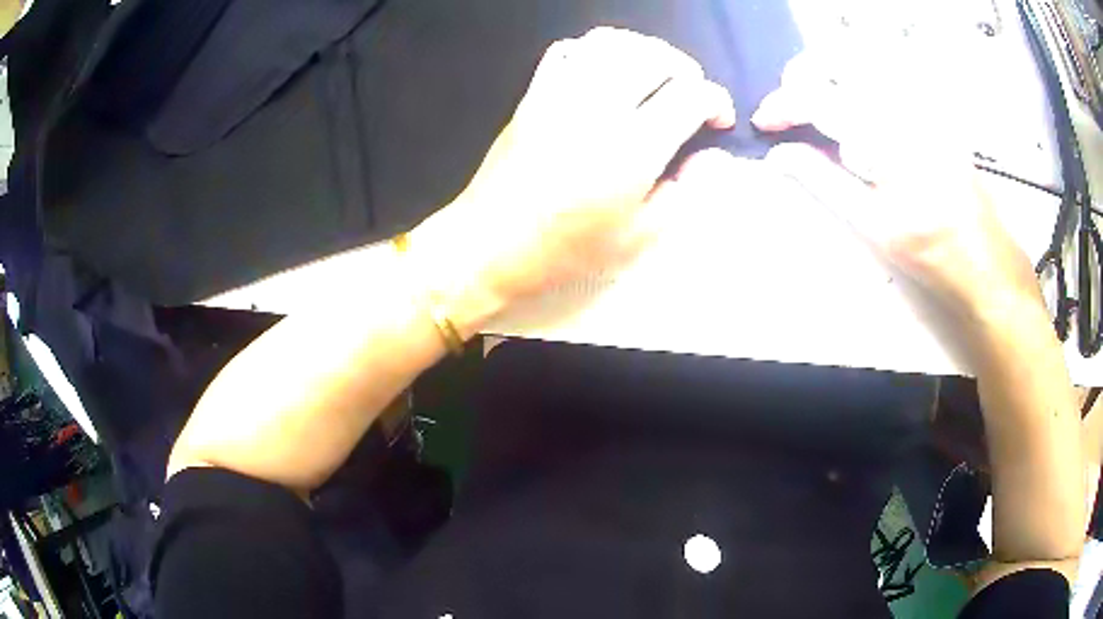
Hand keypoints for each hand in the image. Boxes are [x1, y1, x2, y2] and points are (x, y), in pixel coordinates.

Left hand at [409, 28, 734, 332]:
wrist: (490, 243)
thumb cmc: (566, 250)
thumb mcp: (638, 238)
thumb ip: (685, 192)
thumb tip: (712, 157)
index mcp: (634, 146)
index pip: (691, 94)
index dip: (716, 101)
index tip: (718, 121)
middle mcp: (600, 107)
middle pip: (657, 57)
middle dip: (687, 70)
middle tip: (689, 96)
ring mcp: (561, 94)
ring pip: (613, 42)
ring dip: (645, 51)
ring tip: (654, 75)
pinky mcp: (533, 93)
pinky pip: (567, 49)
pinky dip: (595, 49)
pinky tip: (605, 70)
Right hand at [751, 51, 1042, 322]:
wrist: (986, 260)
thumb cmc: (930, 252)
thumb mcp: (873, 225)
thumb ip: (823, 180)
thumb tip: (778, 154)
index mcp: (886, 136)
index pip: (818, 96)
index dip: (783, 104)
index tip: (765, 123)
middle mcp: (903, 104)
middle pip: (835, 61)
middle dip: (803, 78)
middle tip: (793, 108)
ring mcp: (921, 102)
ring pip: (860, 63)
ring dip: (828, 76)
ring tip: (820, 108)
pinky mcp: (933, 107)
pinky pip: (886, 77)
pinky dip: (858, 83)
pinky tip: (857, 110)